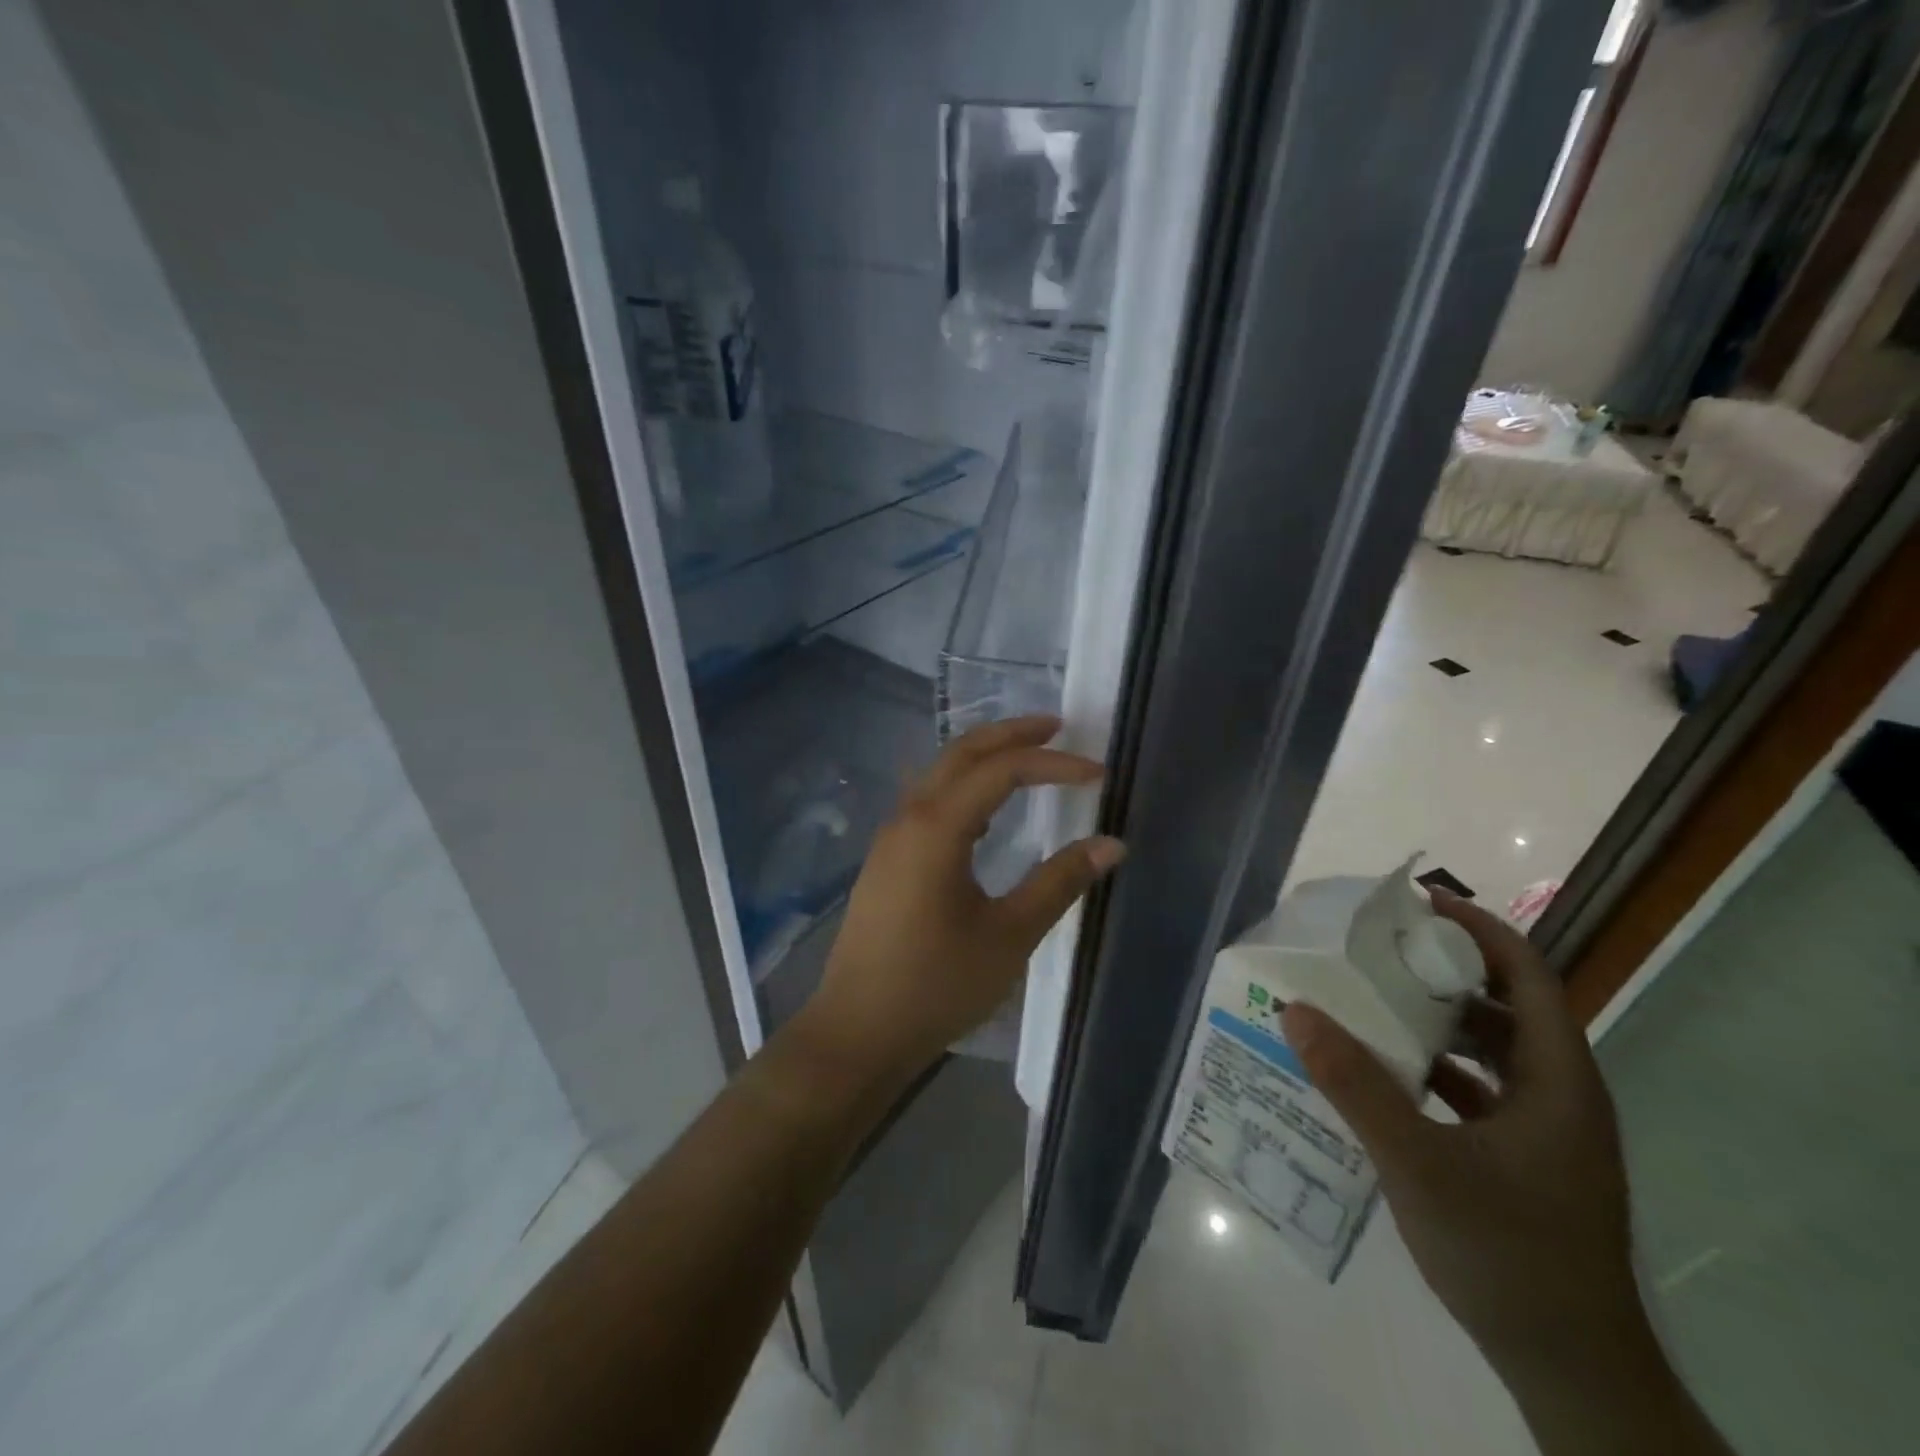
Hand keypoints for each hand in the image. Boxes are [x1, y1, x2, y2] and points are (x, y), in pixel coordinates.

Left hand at [800, 716, 1125, 1084]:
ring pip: (939, 774)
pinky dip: (964, 787)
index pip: (1002, 771)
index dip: (1053, 764)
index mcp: (937, 827)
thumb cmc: (936, 985)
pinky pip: (928, 801)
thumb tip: (1111, 844)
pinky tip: (987, 813)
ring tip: (1028, 759)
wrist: (857, 1032)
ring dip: (983, 757)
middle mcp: (909, 818)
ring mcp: (891, 838)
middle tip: (1057, 726)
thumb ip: (1059, 883)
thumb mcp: (1008, 936)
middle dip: (1010, 734)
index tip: (1098, 773)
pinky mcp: (886, 860)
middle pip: (961, 753)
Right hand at [1280, 891, 1644, 1371]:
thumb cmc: (1506, 1252)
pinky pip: (1478, 1090)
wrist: (1570, 1371)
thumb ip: (1355, 1084)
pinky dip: (1436, 1069)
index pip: (1528, 976)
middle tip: (1379, 949)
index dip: (1480, 930)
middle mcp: (1560, 1094)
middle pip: (1507, 1007)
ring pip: (1492, 1051)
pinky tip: (1385, 1074)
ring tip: (1373, 1000)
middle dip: (1445, 971)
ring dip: (1437, 1021)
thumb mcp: (1418, 1163)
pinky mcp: (1526, 1160)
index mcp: (1556, 1080)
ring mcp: (1545, 1131)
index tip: (1420, 904)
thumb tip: (1296, 1010)